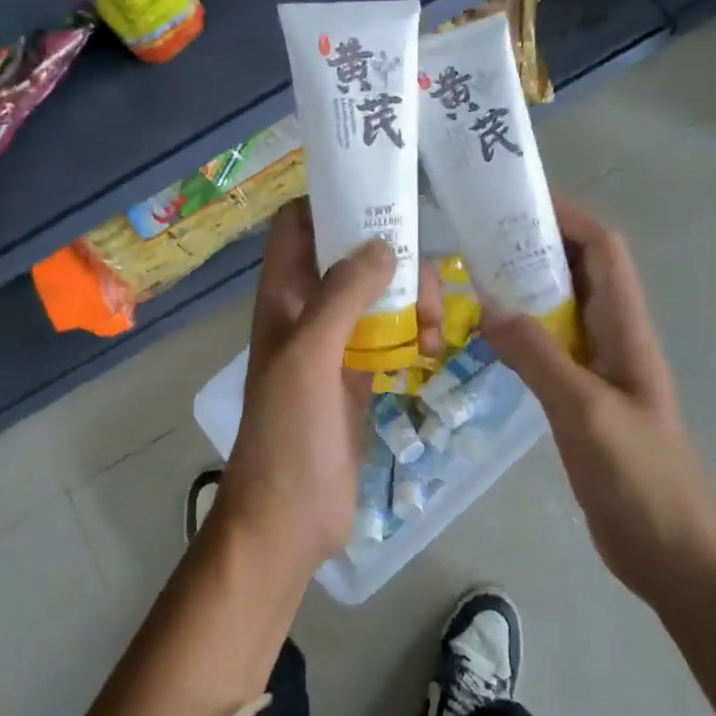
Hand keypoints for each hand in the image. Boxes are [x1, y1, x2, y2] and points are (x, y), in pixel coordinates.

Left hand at [215, 201, 440, 582]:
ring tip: (432, 331)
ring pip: (378, 293)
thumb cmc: (288, 432)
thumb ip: (342, 295)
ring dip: (410, 299)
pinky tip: (431, 351)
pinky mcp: (360, 374)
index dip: (330, 202)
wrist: (289, 518)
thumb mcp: (309, 355)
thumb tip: (384, 244)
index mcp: (283, 295)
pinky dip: (414, 333)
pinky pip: (392, 334)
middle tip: (425, 282)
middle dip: (391, 257)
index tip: (381, 196)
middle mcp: (308, 309)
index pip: (299, 225)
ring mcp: (335, 342)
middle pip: (351, 255)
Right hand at [481, 198, 715, 617]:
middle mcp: (611, 336)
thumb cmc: (642, 479)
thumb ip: (538, 356)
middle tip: (477, 235)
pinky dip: (516, 329)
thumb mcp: (586, 411)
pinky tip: (482, 337)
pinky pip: (545, 346)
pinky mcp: (579, 397)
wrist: (676, 558)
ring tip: (470, 276)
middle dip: (534, 243)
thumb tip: (488, 304)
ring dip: (522, 286)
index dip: (567, 216)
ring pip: (558, 306)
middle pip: (577, 269)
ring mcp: (596, 368)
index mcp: (624, 328)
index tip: (517, 201)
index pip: (603, 249)